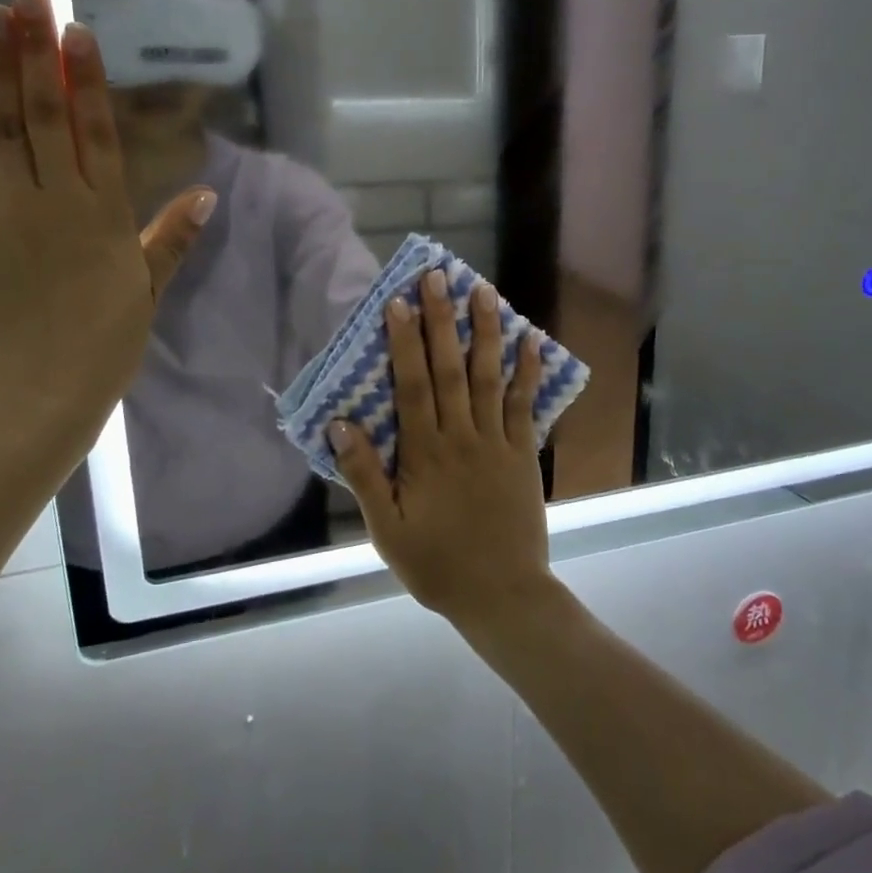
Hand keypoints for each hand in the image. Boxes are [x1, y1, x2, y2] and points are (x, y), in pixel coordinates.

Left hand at [0, 0, 215, 457]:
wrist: (31, 394)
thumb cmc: (101, 346)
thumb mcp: (147, 292)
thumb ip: (170, 238)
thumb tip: (207, 194)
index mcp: (104, 217)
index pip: (97, 133)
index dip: (87, 79)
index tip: (76, 30)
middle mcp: (57, 202)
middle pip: (46, 115)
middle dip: (35, 50)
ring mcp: (7, 212)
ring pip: (4, 127)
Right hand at [328, 270, 552, 627]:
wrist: (501, 595)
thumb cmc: (436, 564)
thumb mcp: (387, 529)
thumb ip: (365, 475)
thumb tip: (340, 424)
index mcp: (424, 453)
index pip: (412, 385)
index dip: (404, 342)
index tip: (398, 302)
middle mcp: (461, 436)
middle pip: (450, 369)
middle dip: (442, 320)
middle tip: (438, 277)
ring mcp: (496, 442)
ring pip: (489, 377)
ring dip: (485, 332)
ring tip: (483, 291)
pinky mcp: (522, 453)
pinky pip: (524, 406)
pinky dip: (527, 372)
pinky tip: (531, 340)